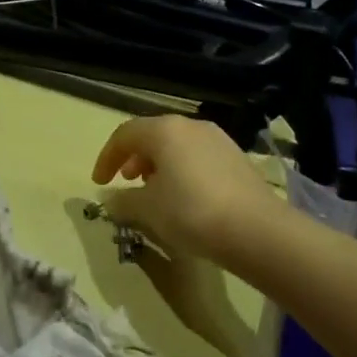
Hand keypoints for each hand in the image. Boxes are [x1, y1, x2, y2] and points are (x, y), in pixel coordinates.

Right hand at [90, 115, 277, 263]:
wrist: (257, 230)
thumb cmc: (191, 212)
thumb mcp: (148, 210)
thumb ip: (123, 201)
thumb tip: (110, 199)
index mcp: (164, 130)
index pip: (124, 135)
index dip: (107, 158)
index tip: (99, 182)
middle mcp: (190, 125)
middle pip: (152, 136)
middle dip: (134, 158)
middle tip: (126, 182)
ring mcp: (217, 139)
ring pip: (177, 146)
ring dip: (158, 165)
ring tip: (155, 192)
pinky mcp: (237, 158)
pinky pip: (198, 157)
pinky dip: (182, 171)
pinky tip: (185, 198)